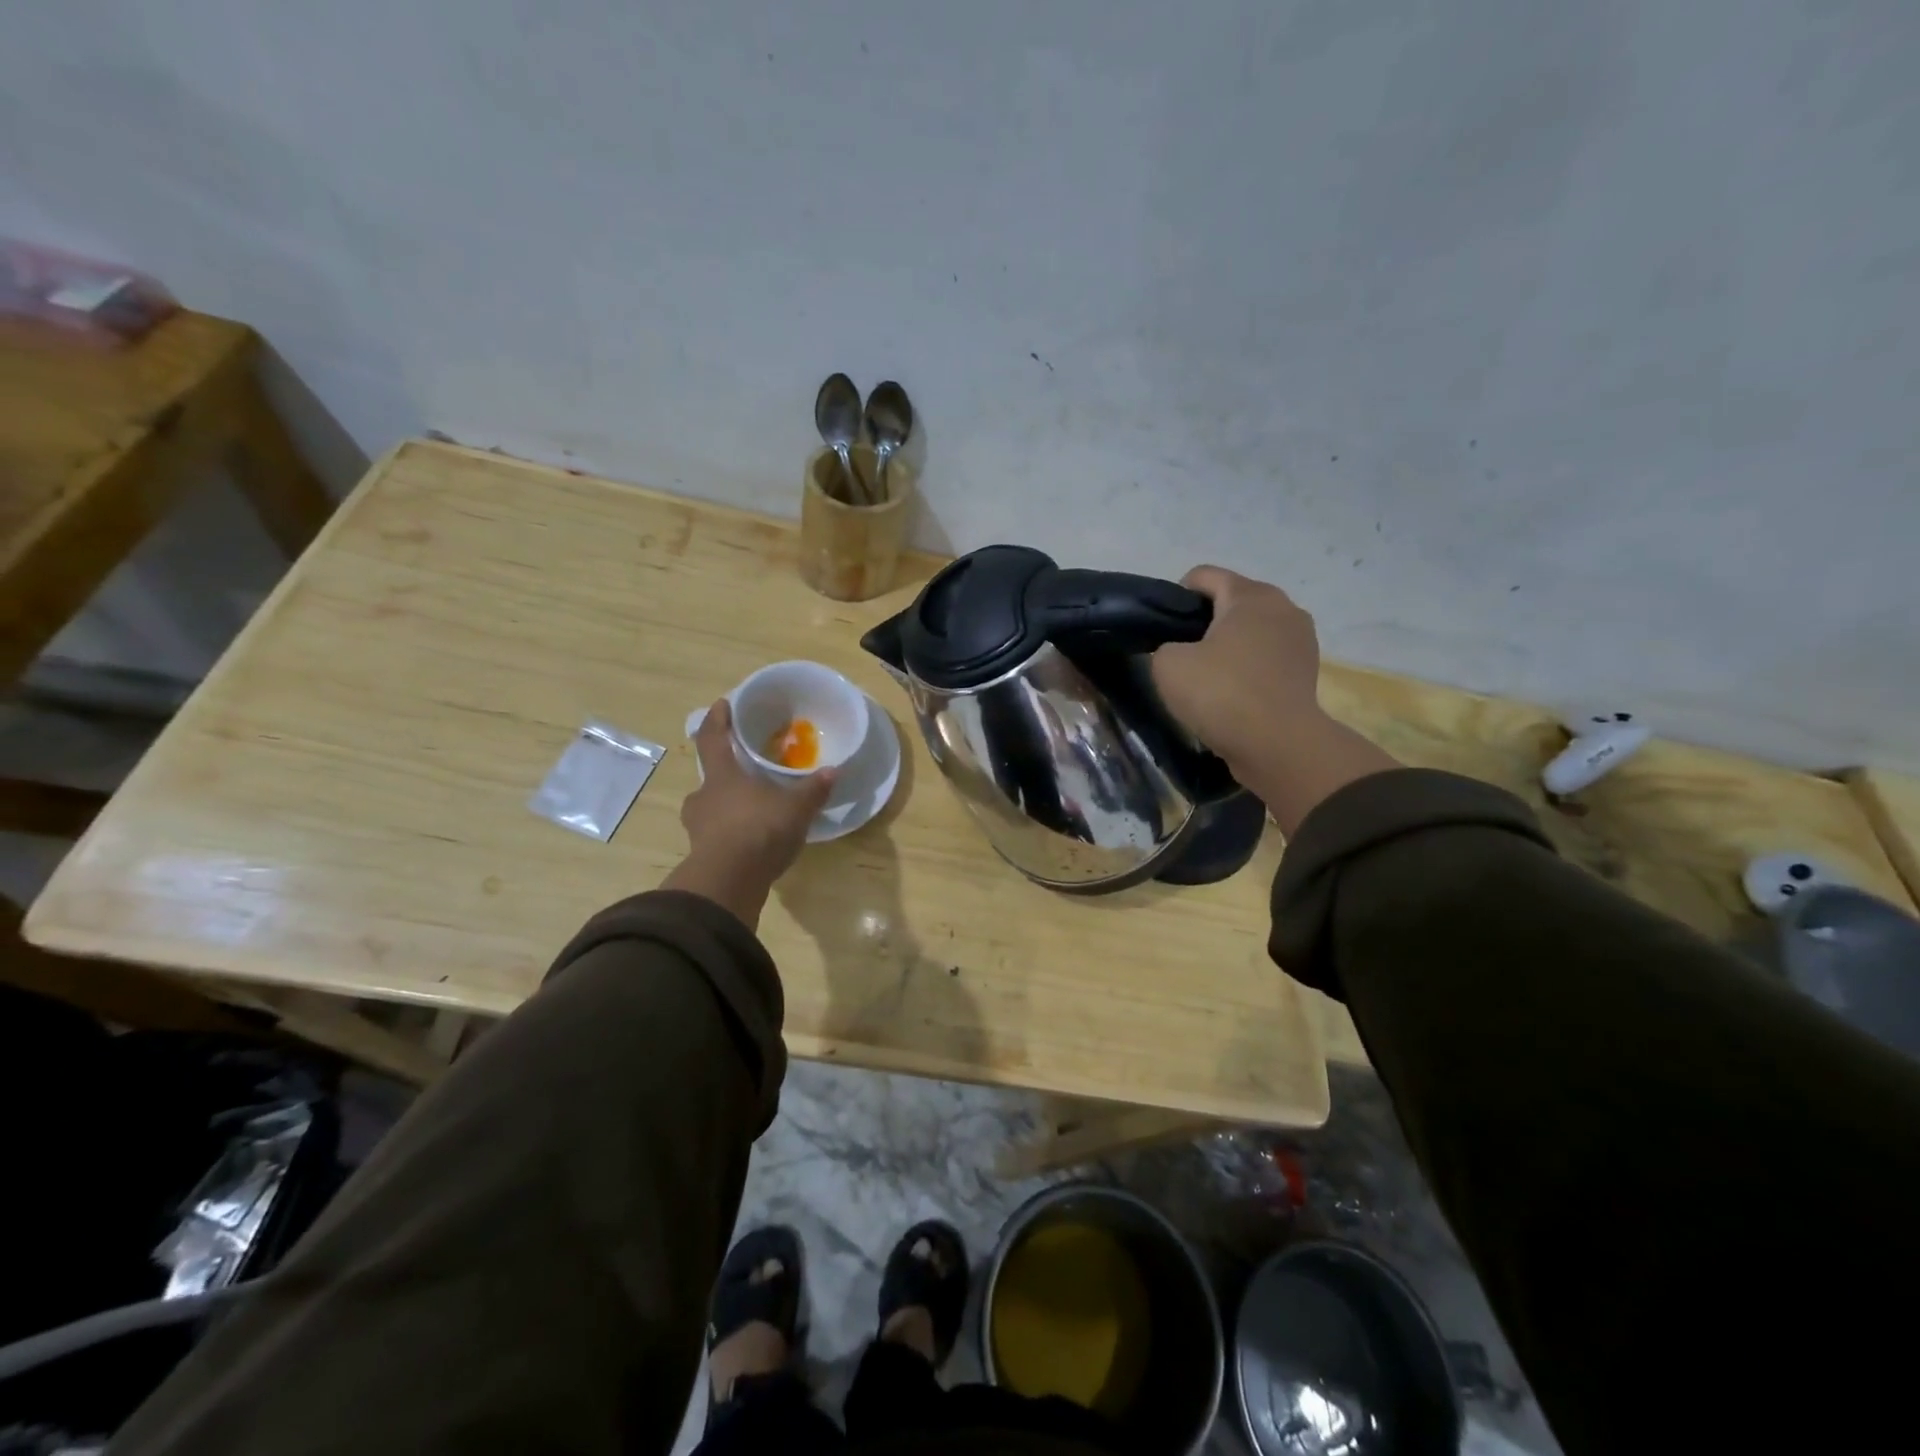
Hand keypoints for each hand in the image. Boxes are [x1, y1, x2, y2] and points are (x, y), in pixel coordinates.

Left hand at [663, 699, 835, 926]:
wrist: (729, 882)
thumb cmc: (759, 830)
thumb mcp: (796, 808)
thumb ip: (813, 789)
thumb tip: (834, 771)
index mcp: (721, 776)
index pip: (713, 738)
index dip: (717, 719)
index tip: (722, 704)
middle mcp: (703, 797)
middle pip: (711, 777)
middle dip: (727, 774)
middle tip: (748, 774)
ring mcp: (698, 828)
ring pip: (712, 809)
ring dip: (728, 807)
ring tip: (753, 811)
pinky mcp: (702, 855)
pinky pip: (717, 836)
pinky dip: (732, 834)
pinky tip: (752, 842)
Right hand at [1152, 566, 1396, 833]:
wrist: (1277, 745)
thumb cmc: (1221, 694)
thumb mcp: (1168, 665)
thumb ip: (1165, 646)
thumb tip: (1181, 652)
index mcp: (1250, 595)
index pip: (1204, 575)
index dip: (1176, 597)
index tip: (1164, 630)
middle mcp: (1283, 607)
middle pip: (1232, 601)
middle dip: (1205, 622)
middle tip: (1182, 656)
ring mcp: (1301, 639)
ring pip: (1252, 631)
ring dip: (1229, 646)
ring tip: (1207, 678)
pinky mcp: (1306, 671)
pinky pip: (1266, 658)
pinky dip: (1248, 668)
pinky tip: (1232, 694)